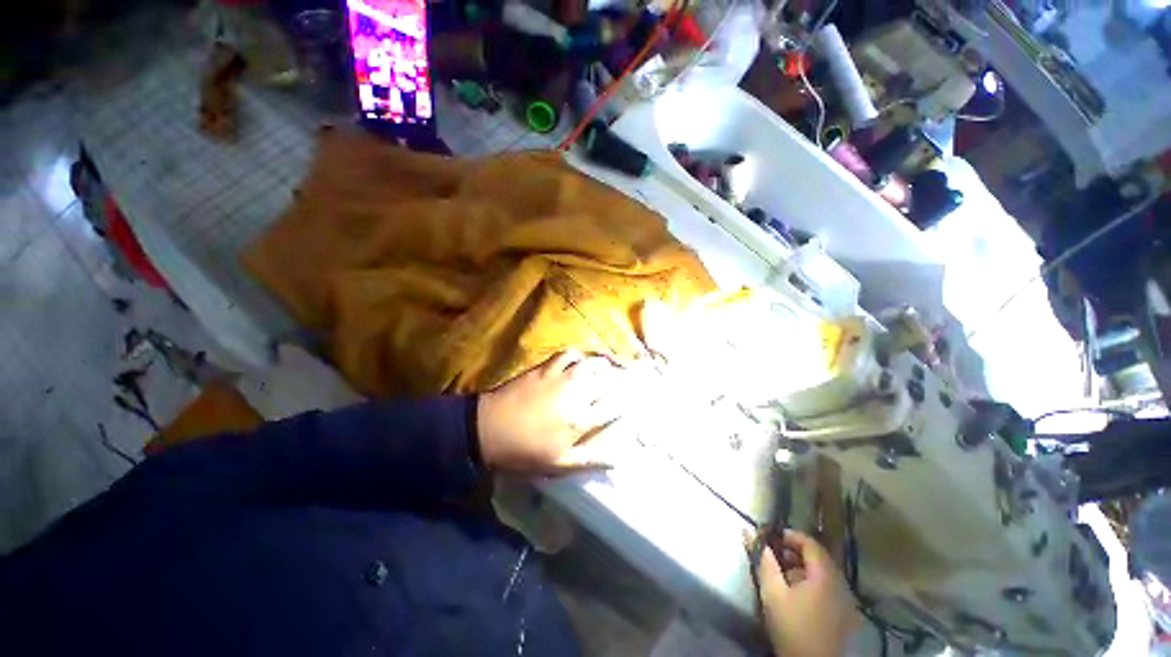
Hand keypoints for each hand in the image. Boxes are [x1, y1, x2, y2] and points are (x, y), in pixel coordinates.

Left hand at [477, 350, 626, 473]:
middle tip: (624, 382)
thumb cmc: (525, 451)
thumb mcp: (559, 464)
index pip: (613, 408)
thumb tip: (620, 459)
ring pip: (591, 364)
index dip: (624, 405)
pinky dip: (578, 355)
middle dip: (619, 381)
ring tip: (607, 367)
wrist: (489, 429)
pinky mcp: (546, 367)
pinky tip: (579, 360)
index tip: (629, 405)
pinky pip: (568, 354)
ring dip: (603, 365)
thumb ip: (591, 459)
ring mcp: (562, 376)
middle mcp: (577, 393)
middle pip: (607, 381)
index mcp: (581, 419)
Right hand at [751, 530, 860, 656]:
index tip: (772, 538)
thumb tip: (750, 532)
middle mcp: (841, 584)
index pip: (810, 543)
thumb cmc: (792, 627)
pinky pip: (830, 588)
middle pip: (819, 557)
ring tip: (783, 575)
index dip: (790, 536)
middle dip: (795, 552)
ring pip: (824, 573)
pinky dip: (814, 583)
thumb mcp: (772, 592)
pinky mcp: (846, 615)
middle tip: (775, 556)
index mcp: (826, 576)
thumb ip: (764, 561)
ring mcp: (847, 601)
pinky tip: (798, 594)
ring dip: (803, 568)